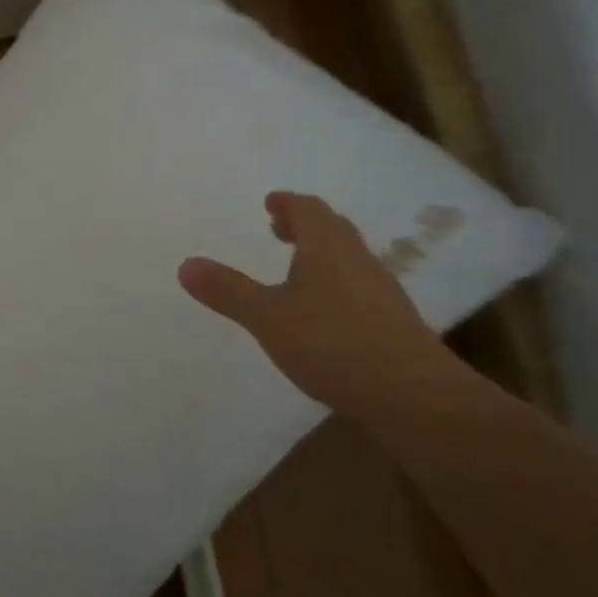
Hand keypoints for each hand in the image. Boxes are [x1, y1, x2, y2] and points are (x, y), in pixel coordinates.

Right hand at [179, 191, 457, 420]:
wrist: (411, 393)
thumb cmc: (331, 343)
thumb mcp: (267, 318)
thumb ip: (228, 291)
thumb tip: (186, 263)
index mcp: (327, 247)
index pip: (308, 209)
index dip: (287, 203)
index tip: (271, 203)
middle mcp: (358, 259)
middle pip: (332, 229)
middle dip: (304, 225)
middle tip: (280, 230)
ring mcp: (381, 290)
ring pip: (348, 258)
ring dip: (321, 254)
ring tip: (297, 270)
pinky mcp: (393, 322)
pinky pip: (359, 286)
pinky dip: (336, 284)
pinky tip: (325, 313)